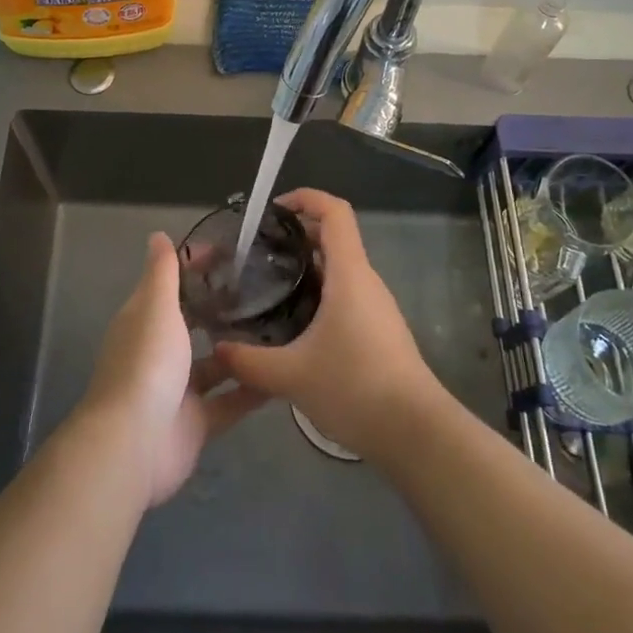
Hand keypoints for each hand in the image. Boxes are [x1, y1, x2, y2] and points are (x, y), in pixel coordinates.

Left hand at [76, 232, 268, 508]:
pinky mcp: (197, 423)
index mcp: (146, 320)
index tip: (232, 254)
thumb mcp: (155, 307)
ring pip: (215, 364)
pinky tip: (283, 375)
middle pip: (194, 323)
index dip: (197, 268)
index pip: (172, 284)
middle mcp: (161, 352)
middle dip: (223, 309)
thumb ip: (162, 273)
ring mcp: (179, 390)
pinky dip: (252, 390)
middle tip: (266, 290)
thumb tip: (158, 234)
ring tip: (282, 328)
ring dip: (241, 350)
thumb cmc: (146, 364)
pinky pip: (230, 402)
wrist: (134, 444)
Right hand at [212, 188, 442, 460]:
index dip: (306, 198)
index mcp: (349, 274)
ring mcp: (375, 306)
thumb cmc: (355, 388)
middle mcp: (365, 281)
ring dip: (305, 267)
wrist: (416, 434)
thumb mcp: (292, 376)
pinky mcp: (378, 330)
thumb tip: (217, 349)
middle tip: (257, 251)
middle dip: (295, 234)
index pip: (335, 212)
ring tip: (268, 284)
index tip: (273, 209)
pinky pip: (345, 294)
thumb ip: (249, 360)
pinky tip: (293, 323)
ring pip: (338, 269)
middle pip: (333, 237)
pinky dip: (318, 293)